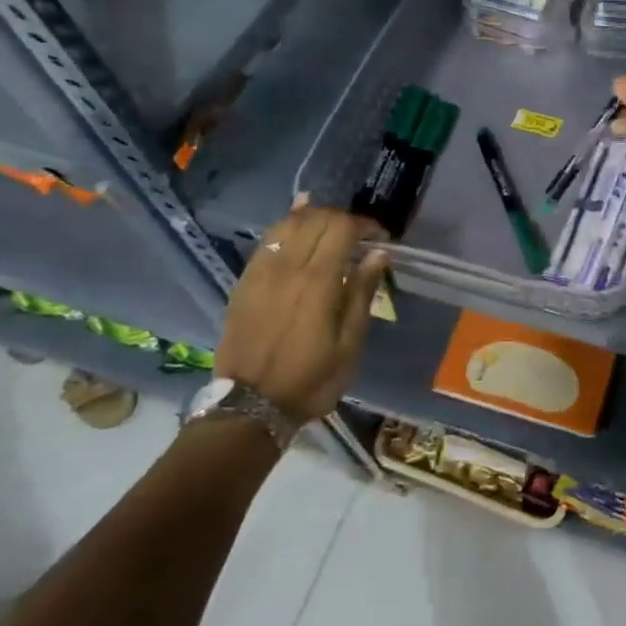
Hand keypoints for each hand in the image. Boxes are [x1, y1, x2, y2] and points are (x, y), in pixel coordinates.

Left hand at [216, 198, 388, 422]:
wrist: (249, 407)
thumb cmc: (310, 380)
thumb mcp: (349, 344)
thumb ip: (362, 293)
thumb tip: (378, 254)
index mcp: (318, 282)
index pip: (343, 228)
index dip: (365, 225)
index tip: (380, 238)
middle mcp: (287, 267)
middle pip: (316, 219)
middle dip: (342, 219)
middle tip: (358, 236)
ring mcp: (261, 272)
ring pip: (288, 224)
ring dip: (313, 218)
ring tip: (330, 227)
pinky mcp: (244, 282)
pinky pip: (266, 240)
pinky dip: (285, 226)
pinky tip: (297, 222)